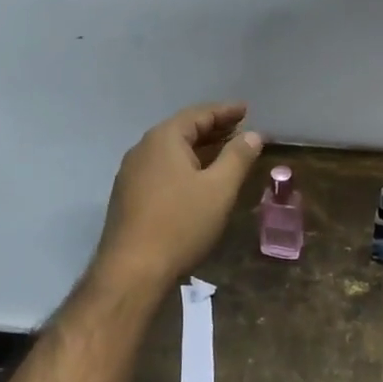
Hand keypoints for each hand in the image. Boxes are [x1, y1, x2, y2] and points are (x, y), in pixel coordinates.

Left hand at [94, 103, 263, 291]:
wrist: (131, 272)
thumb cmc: (180, 224)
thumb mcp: (219, 189)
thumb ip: (238, 157)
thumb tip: (253, 134)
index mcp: (164, 139)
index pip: (199, 114)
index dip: (225, 111)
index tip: (247, 109)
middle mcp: (143, 149)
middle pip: (184, 130)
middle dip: (214, 129)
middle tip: (241, 130)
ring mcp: (132, 173)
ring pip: (172, 151)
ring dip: (200, 149)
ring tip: (226, 153)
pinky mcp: (129, 196)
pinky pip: (163, 168)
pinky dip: (185, 165)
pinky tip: (199, 179)